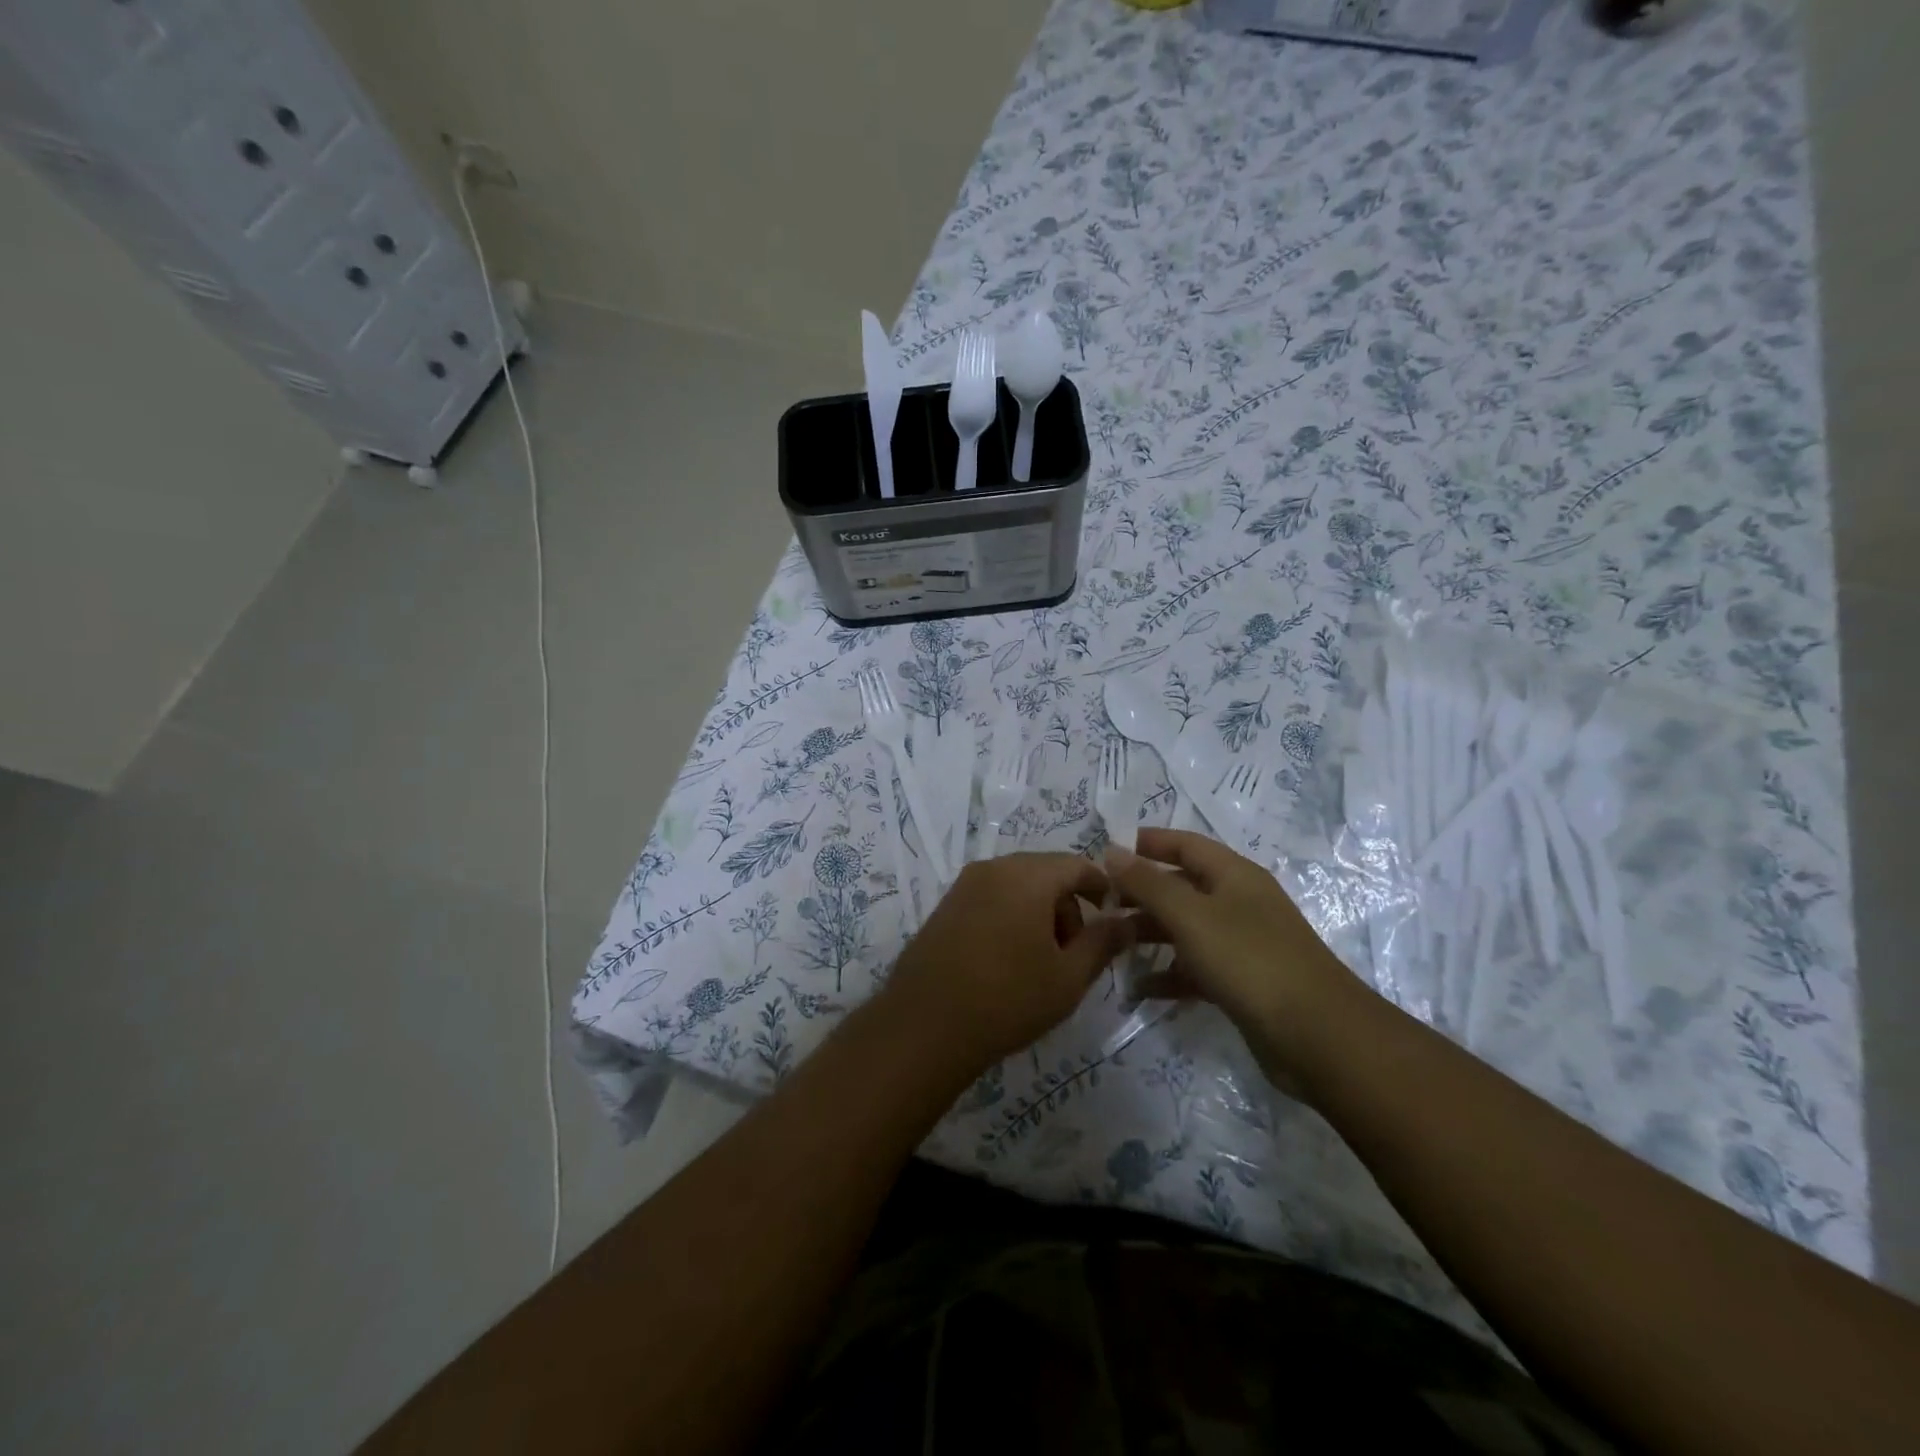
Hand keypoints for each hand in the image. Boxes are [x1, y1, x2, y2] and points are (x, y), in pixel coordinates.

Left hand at [882, 854, 1134, 1072]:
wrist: (924, 1026)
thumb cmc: (1007, 999)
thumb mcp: (1068, 977)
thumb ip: (1102, 942)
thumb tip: (1127, 920)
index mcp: (1027, 875)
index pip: (1077, 864)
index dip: (1102, 888)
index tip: (1113, 921)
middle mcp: (993, 868)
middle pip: (1045, 873)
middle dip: (1068, 906)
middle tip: (1075, 953)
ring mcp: (964, 885)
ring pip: (1017, 886)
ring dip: (1039, 913)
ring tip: (1042, 963)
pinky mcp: (945, 906)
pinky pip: (991, 898)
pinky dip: (1011, 917)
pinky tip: (1008, 961)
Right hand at [1104, 829, 1372, 1094]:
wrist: (1317, 1036)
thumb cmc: (1249, 960)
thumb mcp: (1191, 915)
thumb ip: (1148, 883)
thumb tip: (1112, 850)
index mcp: (1233, 875)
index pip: (1184, 844)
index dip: (1147, 843)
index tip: (1105, 852)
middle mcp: (1237, 902)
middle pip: (1180, 887)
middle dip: (1140, 893)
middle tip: (1098, 905)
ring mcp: (1240, 944)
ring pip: (1184, 928)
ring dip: (1148, 933)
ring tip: (1109, 944)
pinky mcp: (1240, 982)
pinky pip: (1194, 968)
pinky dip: (1167, 974)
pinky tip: (1138, 988)